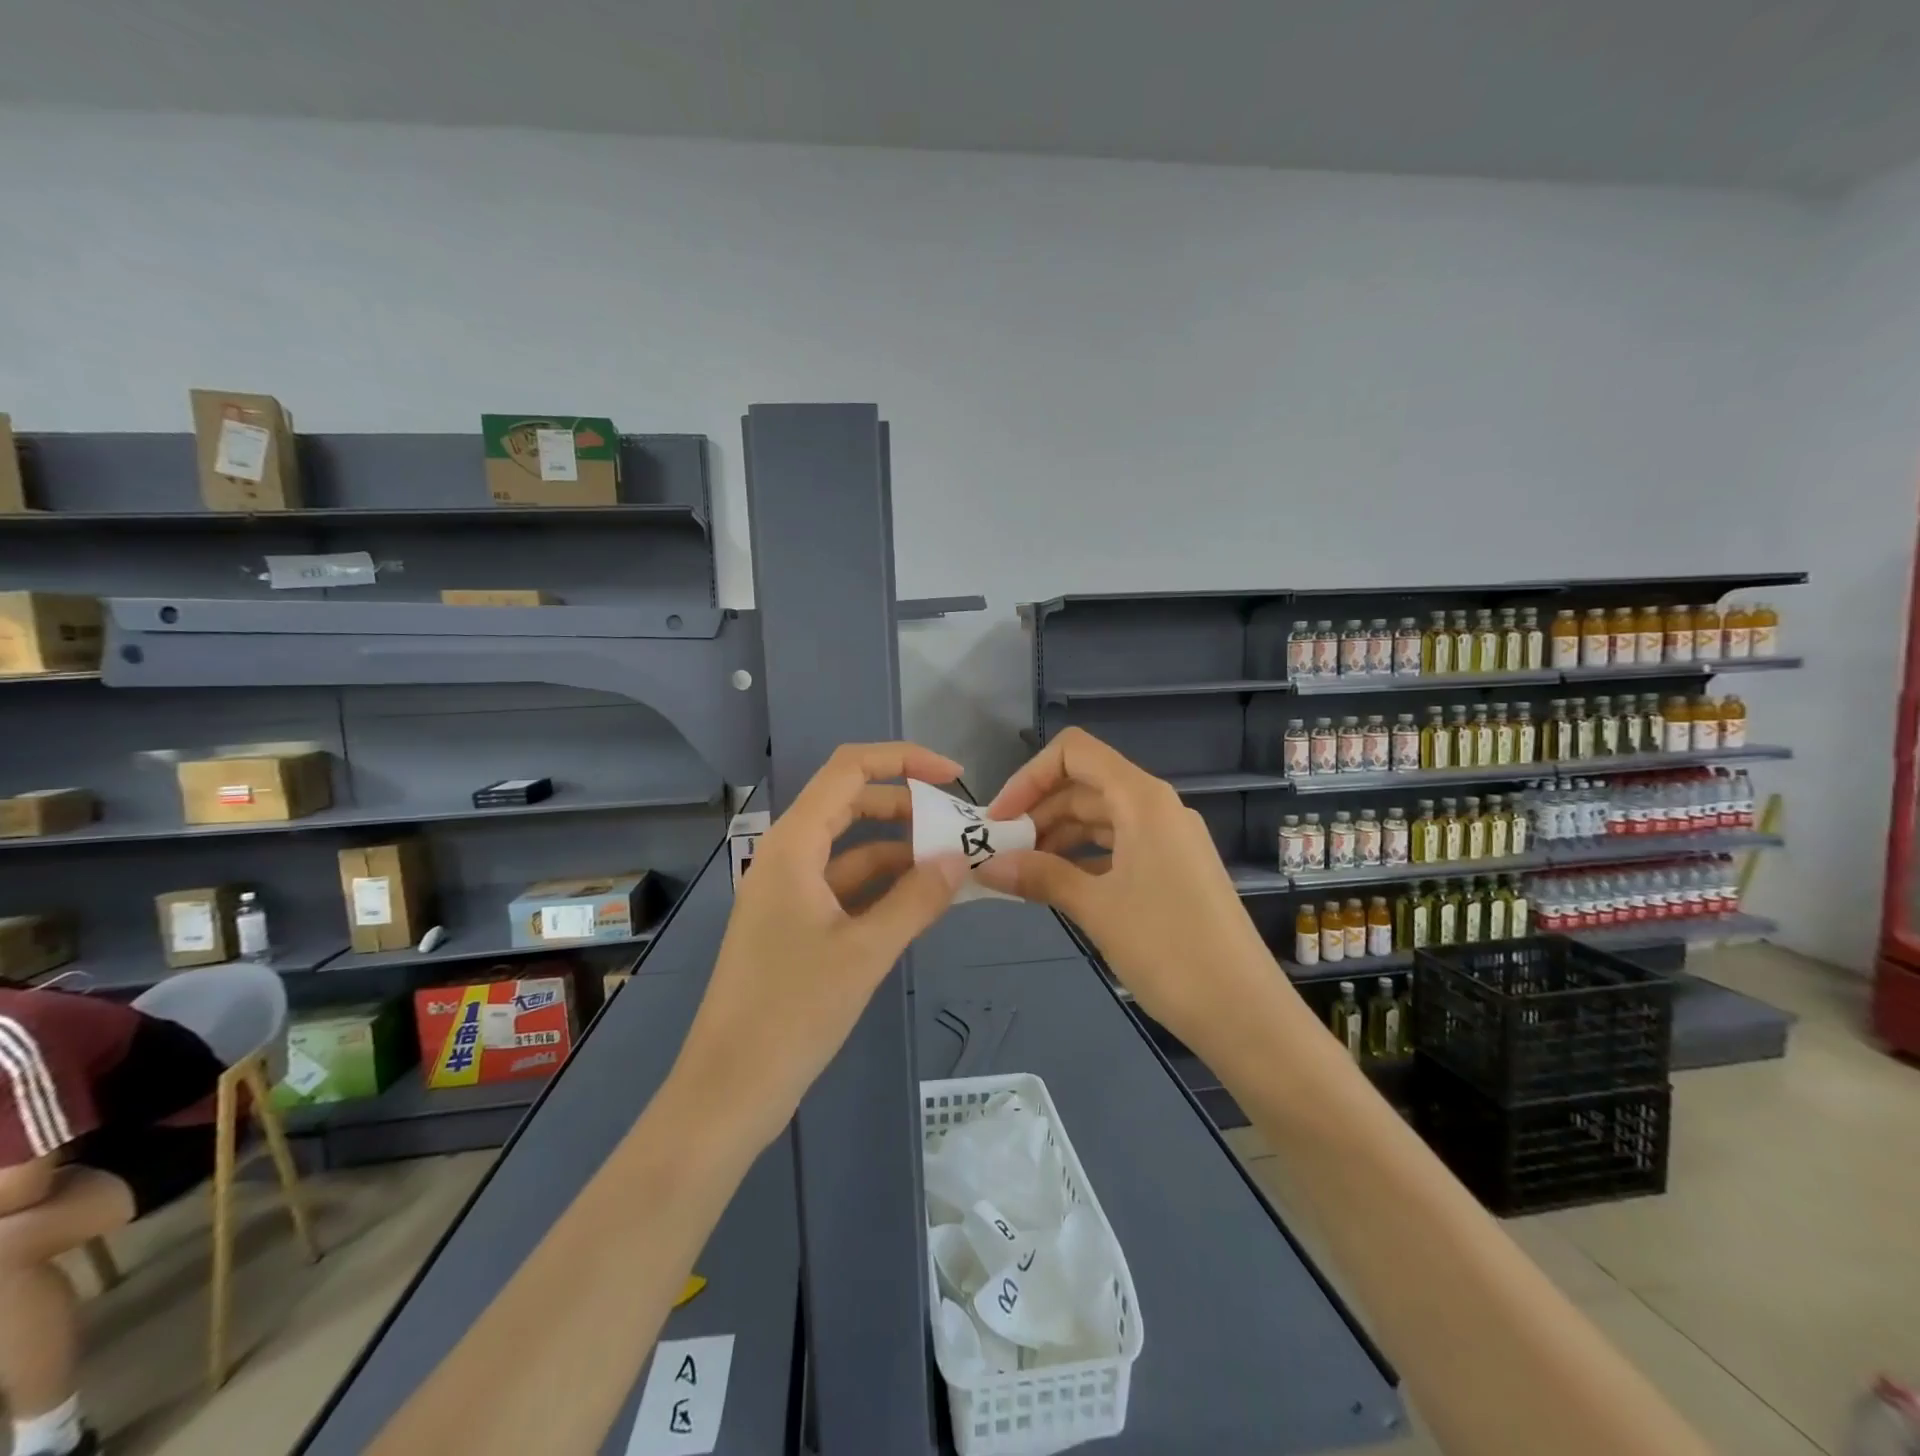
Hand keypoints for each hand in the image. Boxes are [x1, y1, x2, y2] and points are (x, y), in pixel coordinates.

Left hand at [675, 742, 969, 1148]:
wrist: (728, 1090)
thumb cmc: (791, 1013)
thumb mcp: (864, 952)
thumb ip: (916, 900)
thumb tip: (960, 859)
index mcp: (793, 845)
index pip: (849, 770)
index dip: (904, 759)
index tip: (954, 775)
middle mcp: (787, 856)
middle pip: (851, 803)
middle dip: (907, 806)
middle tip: (958, 827)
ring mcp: (788, 891)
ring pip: (850, 848)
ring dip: (899, 850)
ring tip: (952, 865)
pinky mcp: (793, 924)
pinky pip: (844, 886)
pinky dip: (882, 886)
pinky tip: (919, 901)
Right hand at [975, 728, 1285, 1054]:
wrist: (1244, 1011)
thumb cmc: (1168, 947)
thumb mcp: (1096, 908)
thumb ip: (1040, 876)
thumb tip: (987, 866)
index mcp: (1142, 799)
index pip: (1075, 753)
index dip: (1030, 777)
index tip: (1000, 820)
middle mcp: (1157, 807)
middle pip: (1085, 785)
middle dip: (1037, 811)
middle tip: (1000, 851)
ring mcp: (1168, 839)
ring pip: (1100, 818)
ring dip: (1057, 837)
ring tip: (1021, 871)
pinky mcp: (1173, 869)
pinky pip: (1118, 847)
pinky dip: (1083, 858)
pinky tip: (1057, 886)